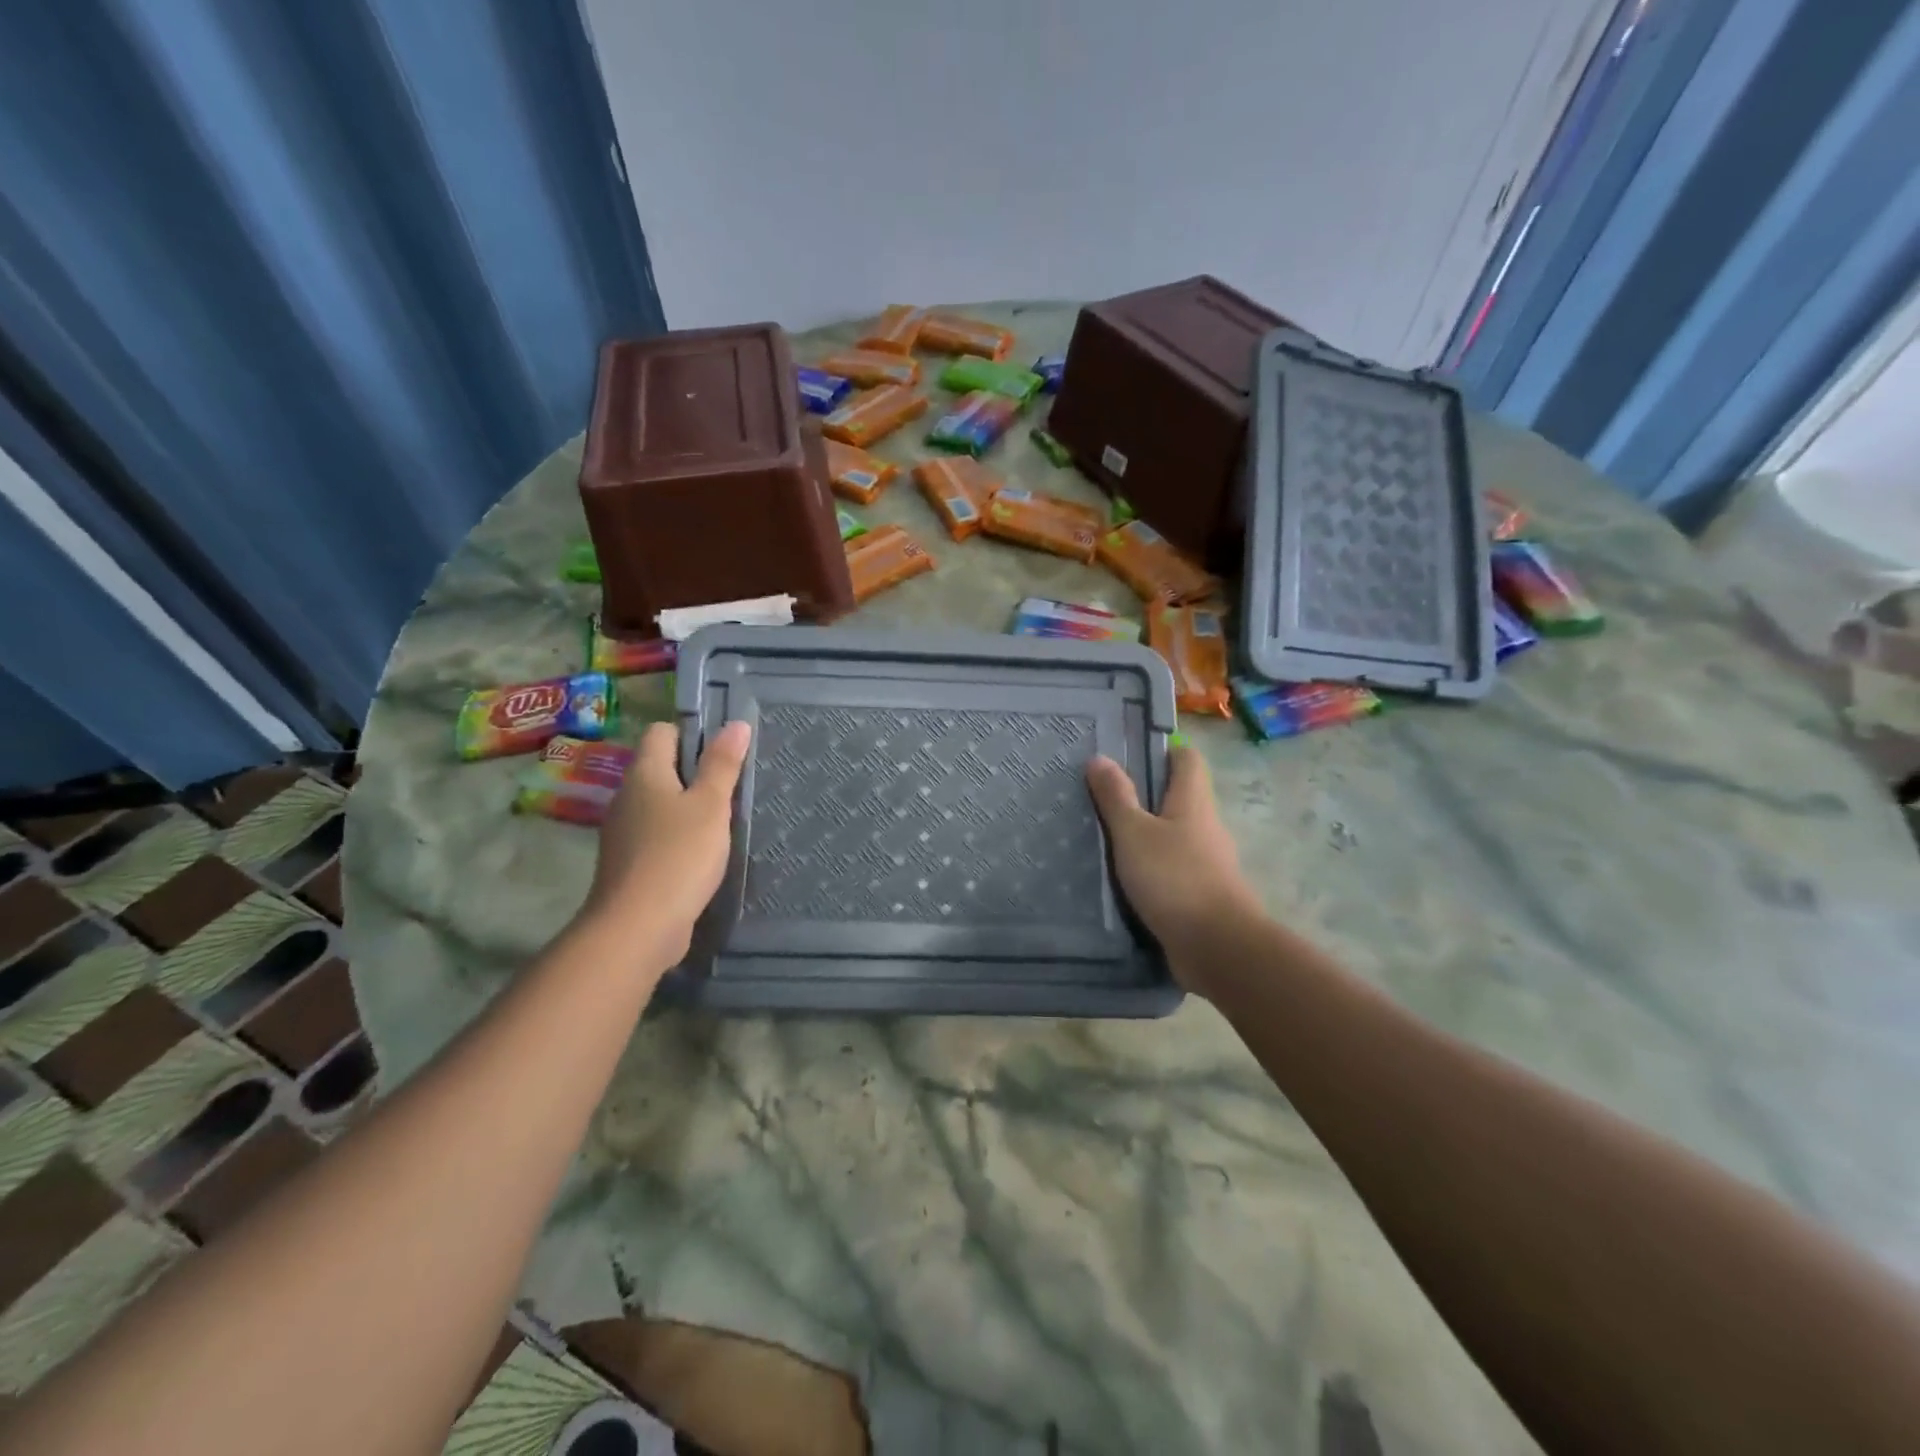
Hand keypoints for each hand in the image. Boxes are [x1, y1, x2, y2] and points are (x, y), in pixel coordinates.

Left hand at [581, 719, 751, 965]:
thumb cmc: (679, 855)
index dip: (693, 733)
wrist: (637, 927)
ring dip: (689, 808)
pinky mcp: (630, 863)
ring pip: (660, 804)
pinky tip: (704, 854)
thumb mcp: (711, 805)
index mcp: (645, 773)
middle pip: (661, 768)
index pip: (662, 732)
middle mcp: (627, 796)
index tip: (726, 751)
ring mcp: (624, 832)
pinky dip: (679, 838)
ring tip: (725, 820)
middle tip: (734, 785)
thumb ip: (723, 764)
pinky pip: (658, 836)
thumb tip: (735, 723)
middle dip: (696, 773)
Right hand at [1086, 744, 1259, 987]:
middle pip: (1179, 797)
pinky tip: (1123, 876)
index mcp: (1194, 802)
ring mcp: (1207, 862)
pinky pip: (1172, 869)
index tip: (1128, 753)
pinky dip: (1150, 866)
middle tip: (1102, 794)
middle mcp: (1205, 826)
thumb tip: (1100, 758)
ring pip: (1174, 835)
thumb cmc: (1175, 879)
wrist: (1218, 948)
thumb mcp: (1134, 834)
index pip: (1187, 759)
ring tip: (1104, 835)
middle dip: (1145, 793)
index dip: (1163, 751)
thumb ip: (1117, 797)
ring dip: (1146, 833)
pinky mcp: (1201, 894)